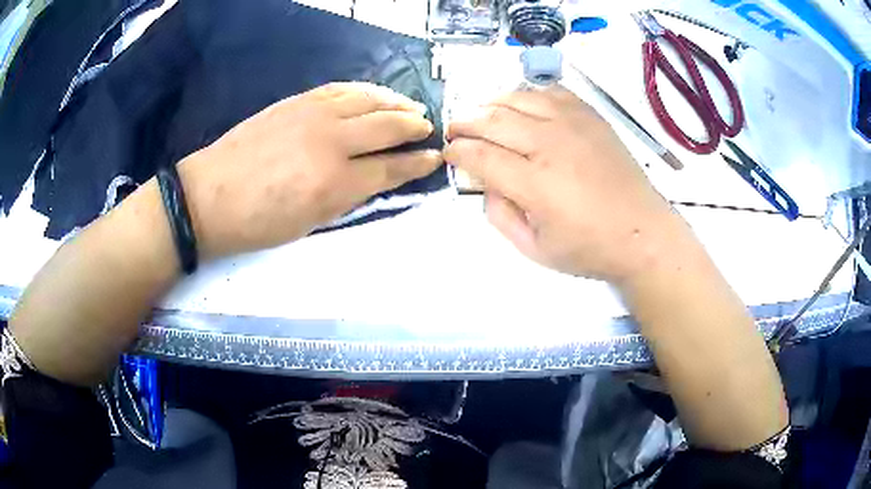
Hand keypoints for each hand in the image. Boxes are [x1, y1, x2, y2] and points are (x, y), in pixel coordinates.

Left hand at [178, 82, 441, 259]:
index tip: (434, 158)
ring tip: (411, 106)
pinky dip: (365, 90)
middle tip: (429, 127)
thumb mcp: (310, 223)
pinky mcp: (298, 101)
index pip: (390, 167)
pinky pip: (342, 88)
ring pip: (369, 99)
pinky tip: (374, 95)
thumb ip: (348, 197)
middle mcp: (331, 141)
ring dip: (396, 102)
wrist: (209, 196)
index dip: (417, 163)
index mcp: (335, 183)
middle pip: (387, 125)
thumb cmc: (258, 223)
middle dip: (414, 126)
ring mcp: (314, 114)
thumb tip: (375, 177)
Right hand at [445, 86, 677, 283]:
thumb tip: (485, 184)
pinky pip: (551, 92)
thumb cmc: (589, 248)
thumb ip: (500, 215)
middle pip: (493, 119)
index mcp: (535, 183)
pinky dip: (528, 94)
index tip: (448, 153)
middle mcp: (550, 144)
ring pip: (519, 98)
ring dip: (491, 103)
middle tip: (454, 129)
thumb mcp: (534, 249)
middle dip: (465, 122)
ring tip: (481, 113)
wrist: (642, 233)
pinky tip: (522, 105)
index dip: (457, 152)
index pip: (480, 155)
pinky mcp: (590, 117)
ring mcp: (573, 124)